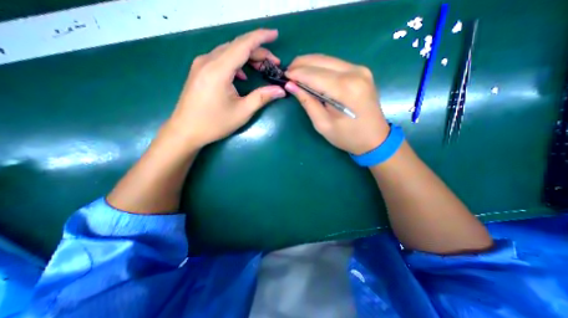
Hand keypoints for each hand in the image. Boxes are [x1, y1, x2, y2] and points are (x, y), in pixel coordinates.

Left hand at [167, 28, 285, 147]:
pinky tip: (242, 76)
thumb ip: (262, 97)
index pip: (243, 44)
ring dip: (247, 57)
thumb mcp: (242, 111)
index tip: (275, 34)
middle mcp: (207, 61)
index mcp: (218, 70)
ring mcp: (201, 65)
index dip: (261, 37)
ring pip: (228, 52)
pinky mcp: (199, 71)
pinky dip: (235, 64)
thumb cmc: (214, 123)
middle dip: (257, 52)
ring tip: (261, 68)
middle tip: (273, 63)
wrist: (186, 131)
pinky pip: (220, 60)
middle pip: (236, 47)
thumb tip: (281, 90)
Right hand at [284, 55, 390, 155]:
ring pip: (328, 59)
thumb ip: (308, 102)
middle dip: (301, 64)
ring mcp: (360, 70)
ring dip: (310, 64)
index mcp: (345, 89)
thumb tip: (291, 86)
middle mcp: (355, 73)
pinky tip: (312, 74)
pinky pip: (335, 64)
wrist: (375, 139)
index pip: (314, 75)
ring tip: (296, 72)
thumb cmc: (347, 137)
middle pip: (321, 61)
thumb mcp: (323, 124)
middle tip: (287, 72)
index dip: (296, 74)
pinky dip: (321, 67)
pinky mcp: (361, 72)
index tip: (283, 76)